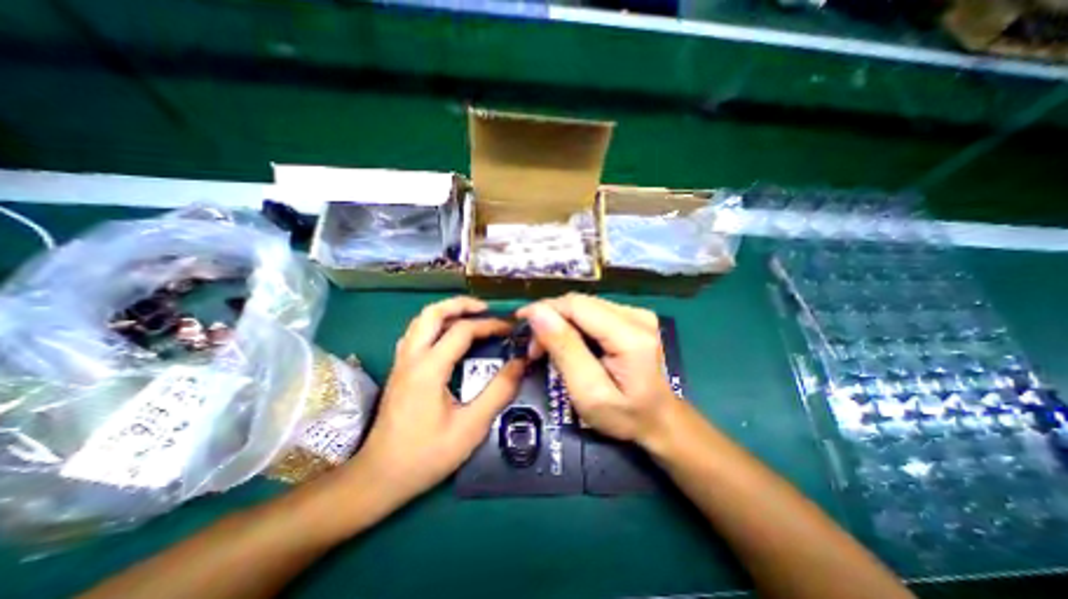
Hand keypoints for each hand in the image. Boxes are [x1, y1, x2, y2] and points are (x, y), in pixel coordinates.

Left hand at [352, 297, 524, 507]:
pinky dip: (434, 325)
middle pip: (432, 313)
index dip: (490, 325)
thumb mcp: (471, 427)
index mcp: (429, 368)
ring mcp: (401, 363)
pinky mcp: (399, 370)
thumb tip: (521, 363)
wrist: (379, 478)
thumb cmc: (426, 455)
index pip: (462, 331)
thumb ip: (498, 392)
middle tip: (485, 309)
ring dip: (446, 312)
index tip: (510, 330)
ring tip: (469, 317)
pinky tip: (447, 337)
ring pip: (420, 321)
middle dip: (460, 304)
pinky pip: (415, 334)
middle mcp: (411, 358)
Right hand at [517, 292, 673, 451]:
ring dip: (560, 322)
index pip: (577, 305)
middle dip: (550, 319)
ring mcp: (637, 314)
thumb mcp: (588, 392)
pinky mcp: (633, 317)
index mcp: (630, 334)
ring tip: (547, 347)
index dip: (544, 309)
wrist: (659, 420)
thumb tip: (537, 313)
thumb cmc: (625, 415)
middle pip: (579, 302)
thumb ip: (565, 350)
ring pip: (583, 305)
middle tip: (534, 348)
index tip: (521, 323)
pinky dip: (574, 324)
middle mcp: (636, 315)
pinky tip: (568, 342)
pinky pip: (592, 312)